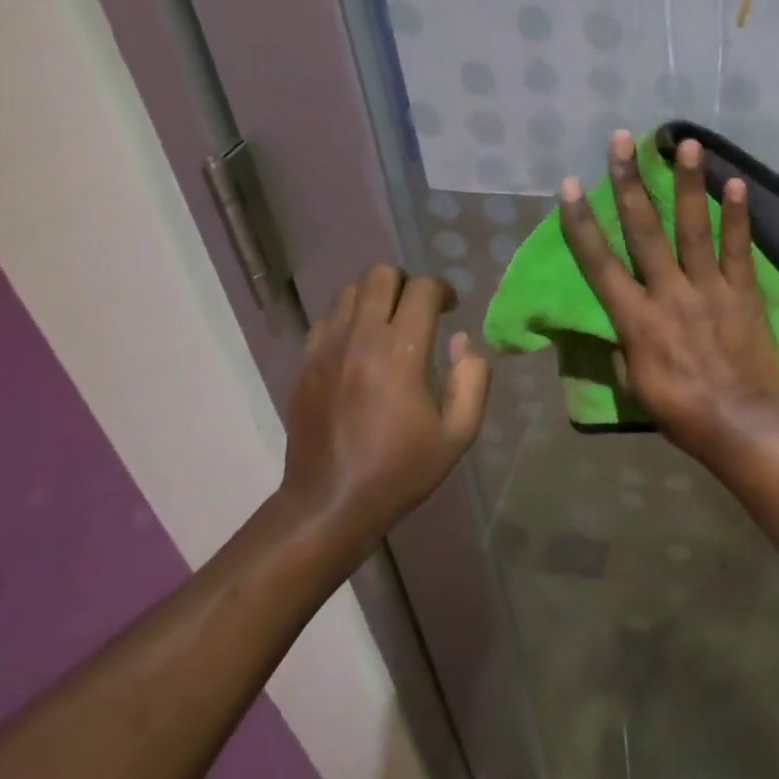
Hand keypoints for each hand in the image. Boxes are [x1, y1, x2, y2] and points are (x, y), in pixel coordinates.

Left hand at [280, 264, 490, 546]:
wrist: (329, 504)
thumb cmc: (400, 471)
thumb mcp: (458, 435)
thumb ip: (473, 380)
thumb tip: (463, 340)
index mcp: (400, 353)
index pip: (422, 288)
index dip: (443, 290)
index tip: (451, 310)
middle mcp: (360, 339)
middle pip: (381, 275)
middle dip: (407, 284)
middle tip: (419, 312)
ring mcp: (326, 349)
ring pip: (351, 291)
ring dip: (376, 298)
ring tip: (390, 327)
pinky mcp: (306, 364)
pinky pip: (328, 319)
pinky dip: (349, 320)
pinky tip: (360, 348)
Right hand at [558, 131, 778, 459]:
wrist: (740, 424)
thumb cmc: (680, 411)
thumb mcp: (633, 385)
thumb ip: (623, 346)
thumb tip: (620, 326)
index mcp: (635, 318)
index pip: (599, 264)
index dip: (581, 223)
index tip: (568, 185)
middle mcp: (668, 293)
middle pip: (644, 231)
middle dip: (629, 183)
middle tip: (622, 141)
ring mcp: (708, 288)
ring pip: (693, 228)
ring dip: (687, 183)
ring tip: (685, 143)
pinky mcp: (742, 292)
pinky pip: (738, 248)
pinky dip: (738, 216)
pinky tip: (737, 182)